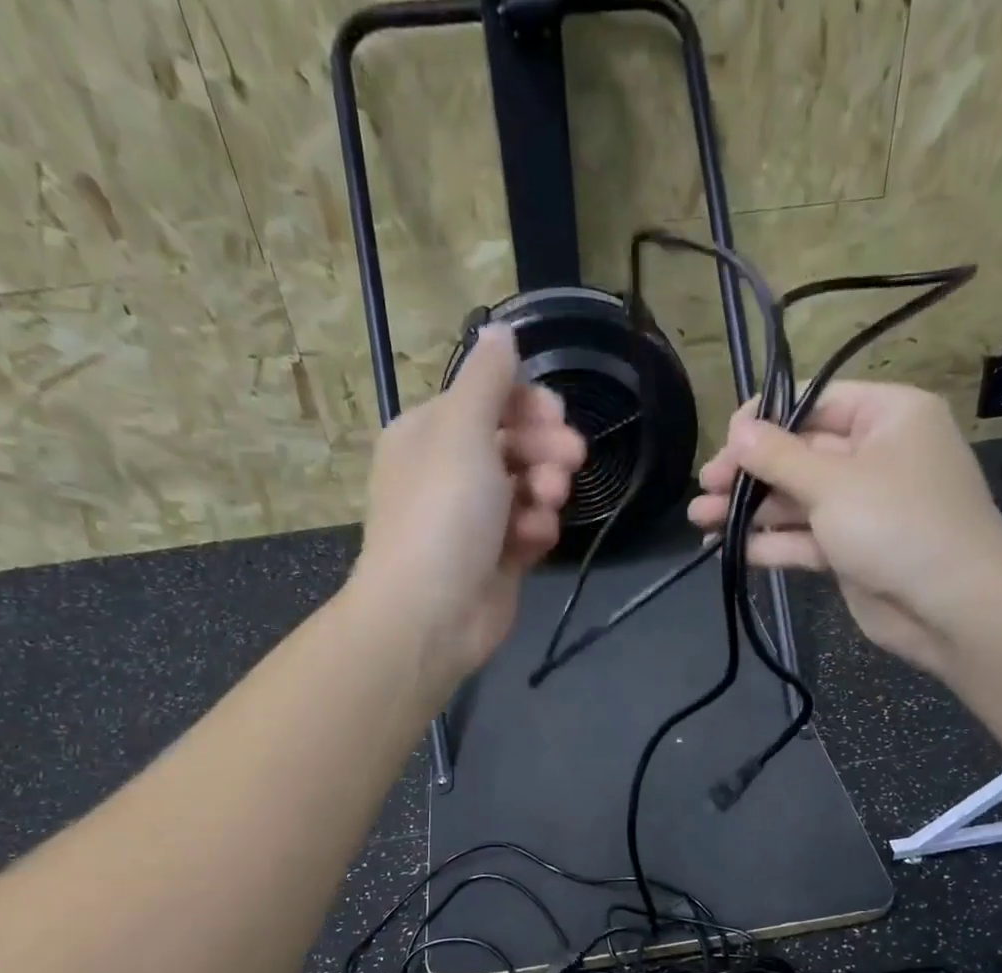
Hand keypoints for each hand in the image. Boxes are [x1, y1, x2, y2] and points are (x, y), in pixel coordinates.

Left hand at [351, 325, 584, 675]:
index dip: (526, 403)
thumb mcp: (462, 429)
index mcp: (430, 434)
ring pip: (528, 488)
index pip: (486, 400)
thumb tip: (500, 330)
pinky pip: (529, 531)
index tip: (557, 413)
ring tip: (548, 503)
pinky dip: (536, 531)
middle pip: (513, 442)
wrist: (432, 613)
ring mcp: (475, 520)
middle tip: (571, 458)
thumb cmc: (442, 512)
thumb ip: (487, 378)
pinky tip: (533, 541)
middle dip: (545, 448)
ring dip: (545, 489)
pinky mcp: (497, 559)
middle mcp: (450, 472)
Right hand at [690, 383, 1001, 672]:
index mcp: (886, 417)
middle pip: (800, 453)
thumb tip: (737, 429)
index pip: (816, 402)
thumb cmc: (897, 523)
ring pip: (797, 499)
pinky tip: (728, 548)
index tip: (725, 440)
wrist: (952, 606)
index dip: (766, 419)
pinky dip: (771, 542)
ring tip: (699, 519)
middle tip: (705, 486)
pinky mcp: (852, 550)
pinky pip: (805, 537)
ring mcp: (863, 506)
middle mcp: (875, 455)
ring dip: (749, 509)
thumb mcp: (832, 482)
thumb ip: (778, 456)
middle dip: (750, 472)